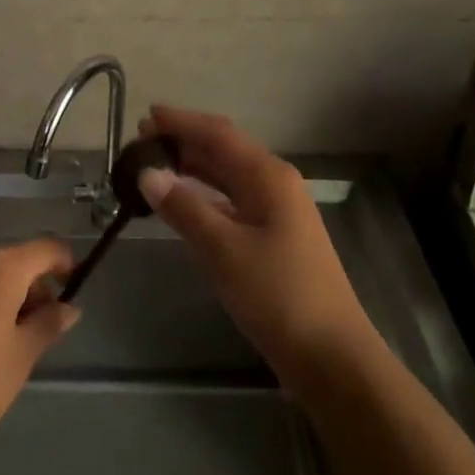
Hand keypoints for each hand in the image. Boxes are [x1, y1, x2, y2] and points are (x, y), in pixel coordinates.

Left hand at [0, 238, 79, 466]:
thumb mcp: (21, 356)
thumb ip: (48, 324)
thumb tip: (68, 307)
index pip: (44, 248)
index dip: (64, 263)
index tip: (73, 287)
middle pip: (12, 261)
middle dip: (32, 286)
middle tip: (40, 328)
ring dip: (4, 295)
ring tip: (7, 341)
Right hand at [140, 105, 373, 383]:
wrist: (332, 357)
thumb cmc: (278, 296)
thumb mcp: (223, 250)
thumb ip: (184, 208)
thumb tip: (147, 173)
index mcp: (268, 176)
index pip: (218, 134)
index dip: (181, 122)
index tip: (145, 117)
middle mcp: (275, 183)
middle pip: (224, 150)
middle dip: (184, 142)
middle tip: (141, 143)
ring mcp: (278, 211)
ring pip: (228, 176)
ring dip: (193, 168)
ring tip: (154, 168)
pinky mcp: (276, 237)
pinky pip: (233, 201)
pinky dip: (205, 196)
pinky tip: (184, 205)